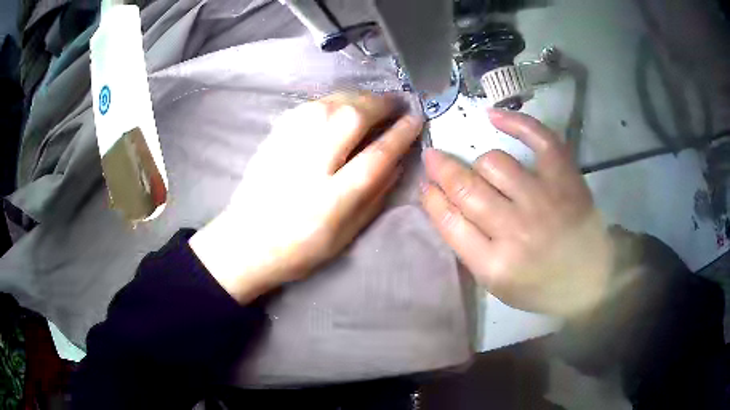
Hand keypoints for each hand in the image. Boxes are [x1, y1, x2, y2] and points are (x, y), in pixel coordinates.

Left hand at [190, 93, 422, 302]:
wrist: (245, 242)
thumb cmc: (299, 248)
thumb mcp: (345, 235)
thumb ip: (375, 197)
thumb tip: (398, 162)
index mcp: (331, 199)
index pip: (377, 155)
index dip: (401, 134)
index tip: (416, 119)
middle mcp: (309, 163)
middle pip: (352, 117)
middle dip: (381, 104)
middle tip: (396, 102)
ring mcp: (287, 144)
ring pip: (329, 103)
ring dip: (358, 97)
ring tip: (373, 102)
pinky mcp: (273, 135)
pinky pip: (309, 105)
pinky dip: (332, 100)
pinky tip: (341, 105)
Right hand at [421, 109, 613, 316]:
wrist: (591, 276)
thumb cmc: (542, 286)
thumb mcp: (498, 285)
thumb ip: (471, 251)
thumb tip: (446, 207)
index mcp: (495, 265)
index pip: (450, 222)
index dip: (432, 199)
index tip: (426, 186)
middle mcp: (516, 229)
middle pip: (466, 188)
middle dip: (441, 169)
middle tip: (432, 158)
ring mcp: (543, 198)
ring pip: (493, 163)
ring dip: (478, 163)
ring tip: (479, 168)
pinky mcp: (564, 176)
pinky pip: (536, 138)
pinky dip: (514, 122)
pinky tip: (492, 116)